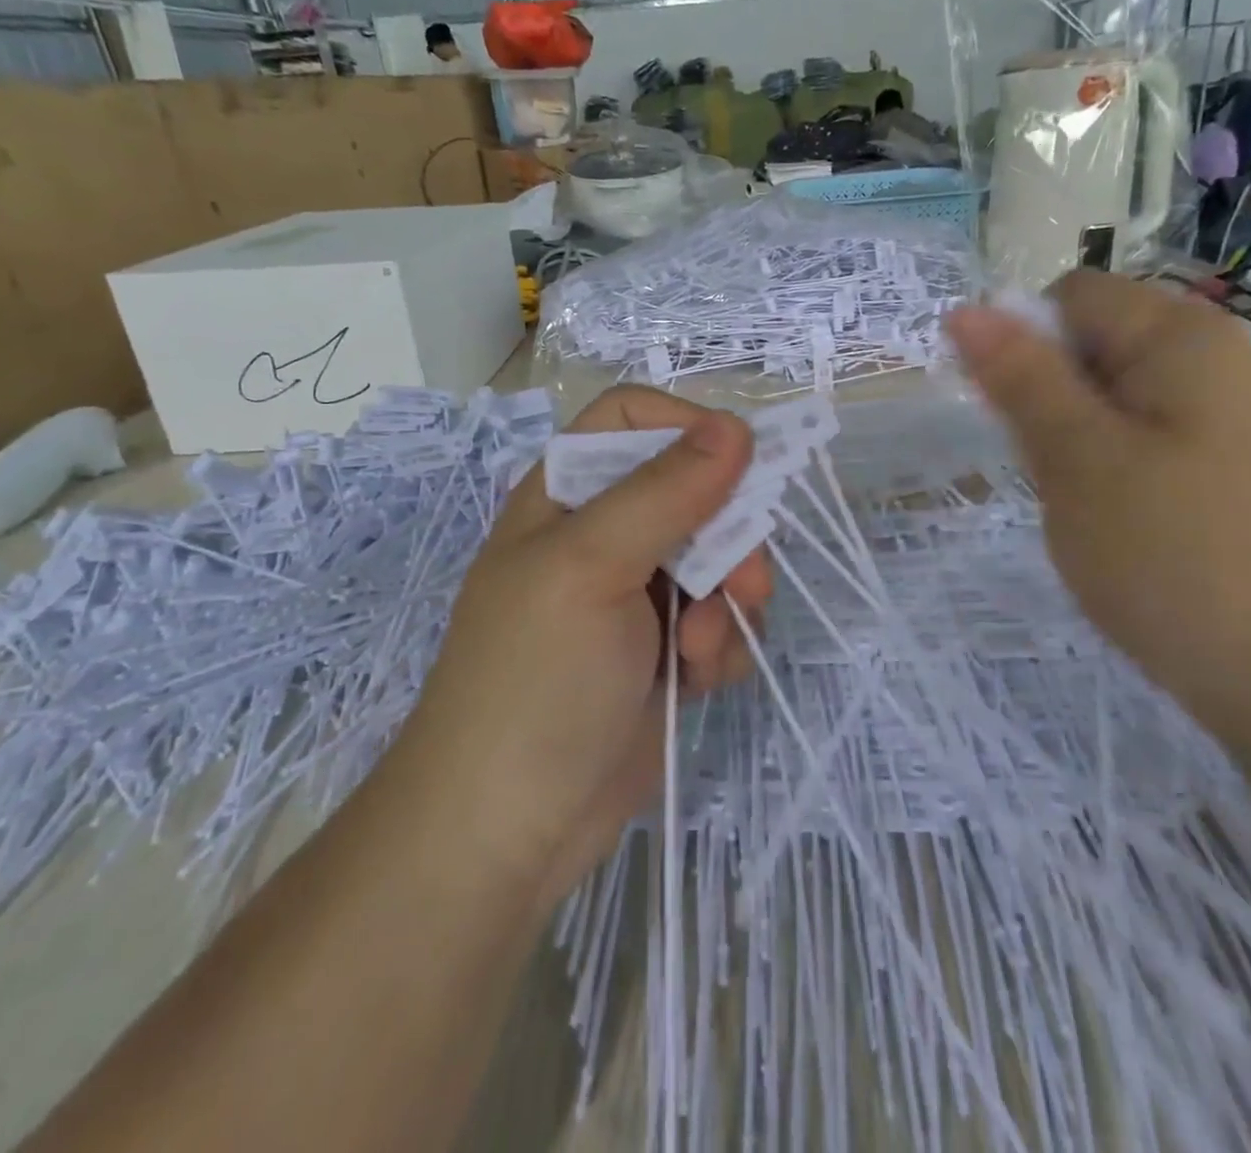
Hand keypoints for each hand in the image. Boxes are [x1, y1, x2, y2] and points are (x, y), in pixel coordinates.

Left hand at [395, 386, 772, 911]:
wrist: (508, 830)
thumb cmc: (535, 681)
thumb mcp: (592, 568)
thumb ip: (664, 492)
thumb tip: (735, 426)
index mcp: (568, 496)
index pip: (632, 420)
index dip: (687, 428)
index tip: (739, 464)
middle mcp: (604, 535)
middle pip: (695, 491)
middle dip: (729, 535)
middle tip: (743, 585)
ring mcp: (638, 595)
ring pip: (721, 558)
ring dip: (728, 601)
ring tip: (698, 652)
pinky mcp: (665, 650)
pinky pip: (722, 618)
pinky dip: (722, 645)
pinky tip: (698, 680)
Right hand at [945, 272, 1250, 739]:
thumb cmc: (1169, 554)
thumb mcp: (1075, 458)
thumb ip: (1020, 377)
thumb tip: (966, 311)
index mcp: (1186, 339)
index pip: (1073, 296)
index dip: (1024, 343)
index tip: (1012, 417)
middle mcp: (1225, 361)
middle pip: (1100, 344)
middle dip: (1053, 396)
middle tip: (1053, 471)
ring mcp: (1242, 419)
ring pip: (1122, 398)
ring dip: (1080, 437)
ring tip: (1086, 504)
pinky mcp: (1246, 470)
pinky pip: (1156, 439)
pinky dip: (1118, 465)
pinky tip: (1124, 523)